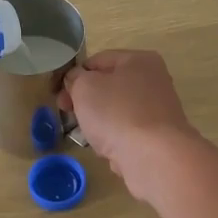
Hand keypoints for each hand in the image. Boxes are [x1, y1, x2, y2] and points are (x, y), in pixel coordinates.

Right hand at [60, 50, 203, 202]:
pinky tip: (108, 149)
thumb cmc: (117, 113)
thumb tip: (76, 80)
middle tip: (68, 115)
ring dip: (98, 123)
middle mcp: (153, 81)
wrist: (153, 157)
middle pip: (108, 87)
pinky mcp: (158, 137)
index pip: (97, 60)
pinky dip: (115, 140)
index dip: (75, 75)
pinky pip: (127, 133)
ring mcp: (158, 110)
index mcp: (139, 60)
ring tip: (90, 136)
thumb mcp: (85, 87)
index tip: (59, 95)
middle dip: (85, 101)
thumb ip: (75, 78)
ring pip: (115, 112)